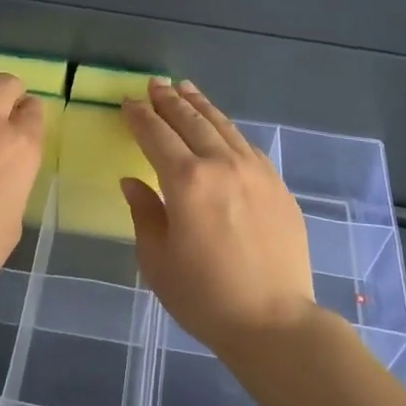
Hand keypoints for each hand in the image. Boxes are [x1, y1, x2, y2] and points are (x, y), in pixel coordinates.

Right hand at [121, 80, 316, 359]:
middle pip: (191, 121)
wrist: (275, 321)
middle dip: (169, 101)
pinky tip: (221, 127)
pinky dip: (227, 128)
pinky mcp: (277, 184)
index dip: (140, 117)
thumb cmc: (205, 296)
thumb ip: (144, 213)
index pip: (156, 136)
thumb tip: (132, 181)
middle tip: (155, 85)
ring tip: (185, 88)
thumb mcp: (158, 260)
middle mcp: (222, 164)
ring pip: (222, 125)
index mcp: (187, 181)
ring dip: (200, 105)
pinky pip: (246, 144)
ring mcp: (255, 170)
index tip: (128, 102)